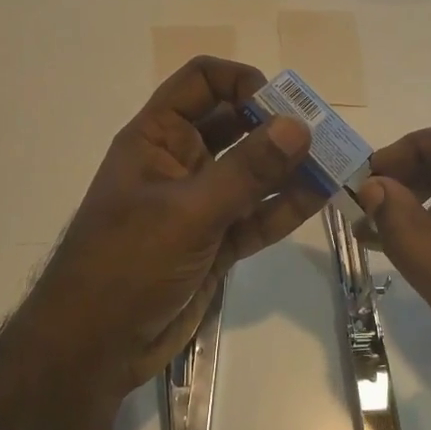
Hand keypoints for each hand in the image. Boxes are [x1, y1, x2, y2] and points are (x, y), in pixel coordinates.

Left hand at [0, 58, 326, 429]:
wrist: (96, 347)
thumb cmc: (126, 264)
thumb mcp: (187, 212)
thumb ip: (246, 171)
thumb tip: (298, 126)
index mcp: (157, 138)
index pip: (201, 83)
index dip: (241, 82)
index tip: (279, 105)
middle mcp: (181, 162)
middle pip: (235, 124)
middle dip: (276, 124)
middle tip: (321, 132)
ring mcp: (201, 203)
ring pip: (252, 172)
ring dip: (289, 166)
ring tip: (334, 161)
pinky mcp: (218, 242)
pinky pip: (258, 215)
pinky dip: (286, 205)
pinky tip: (321, 194)